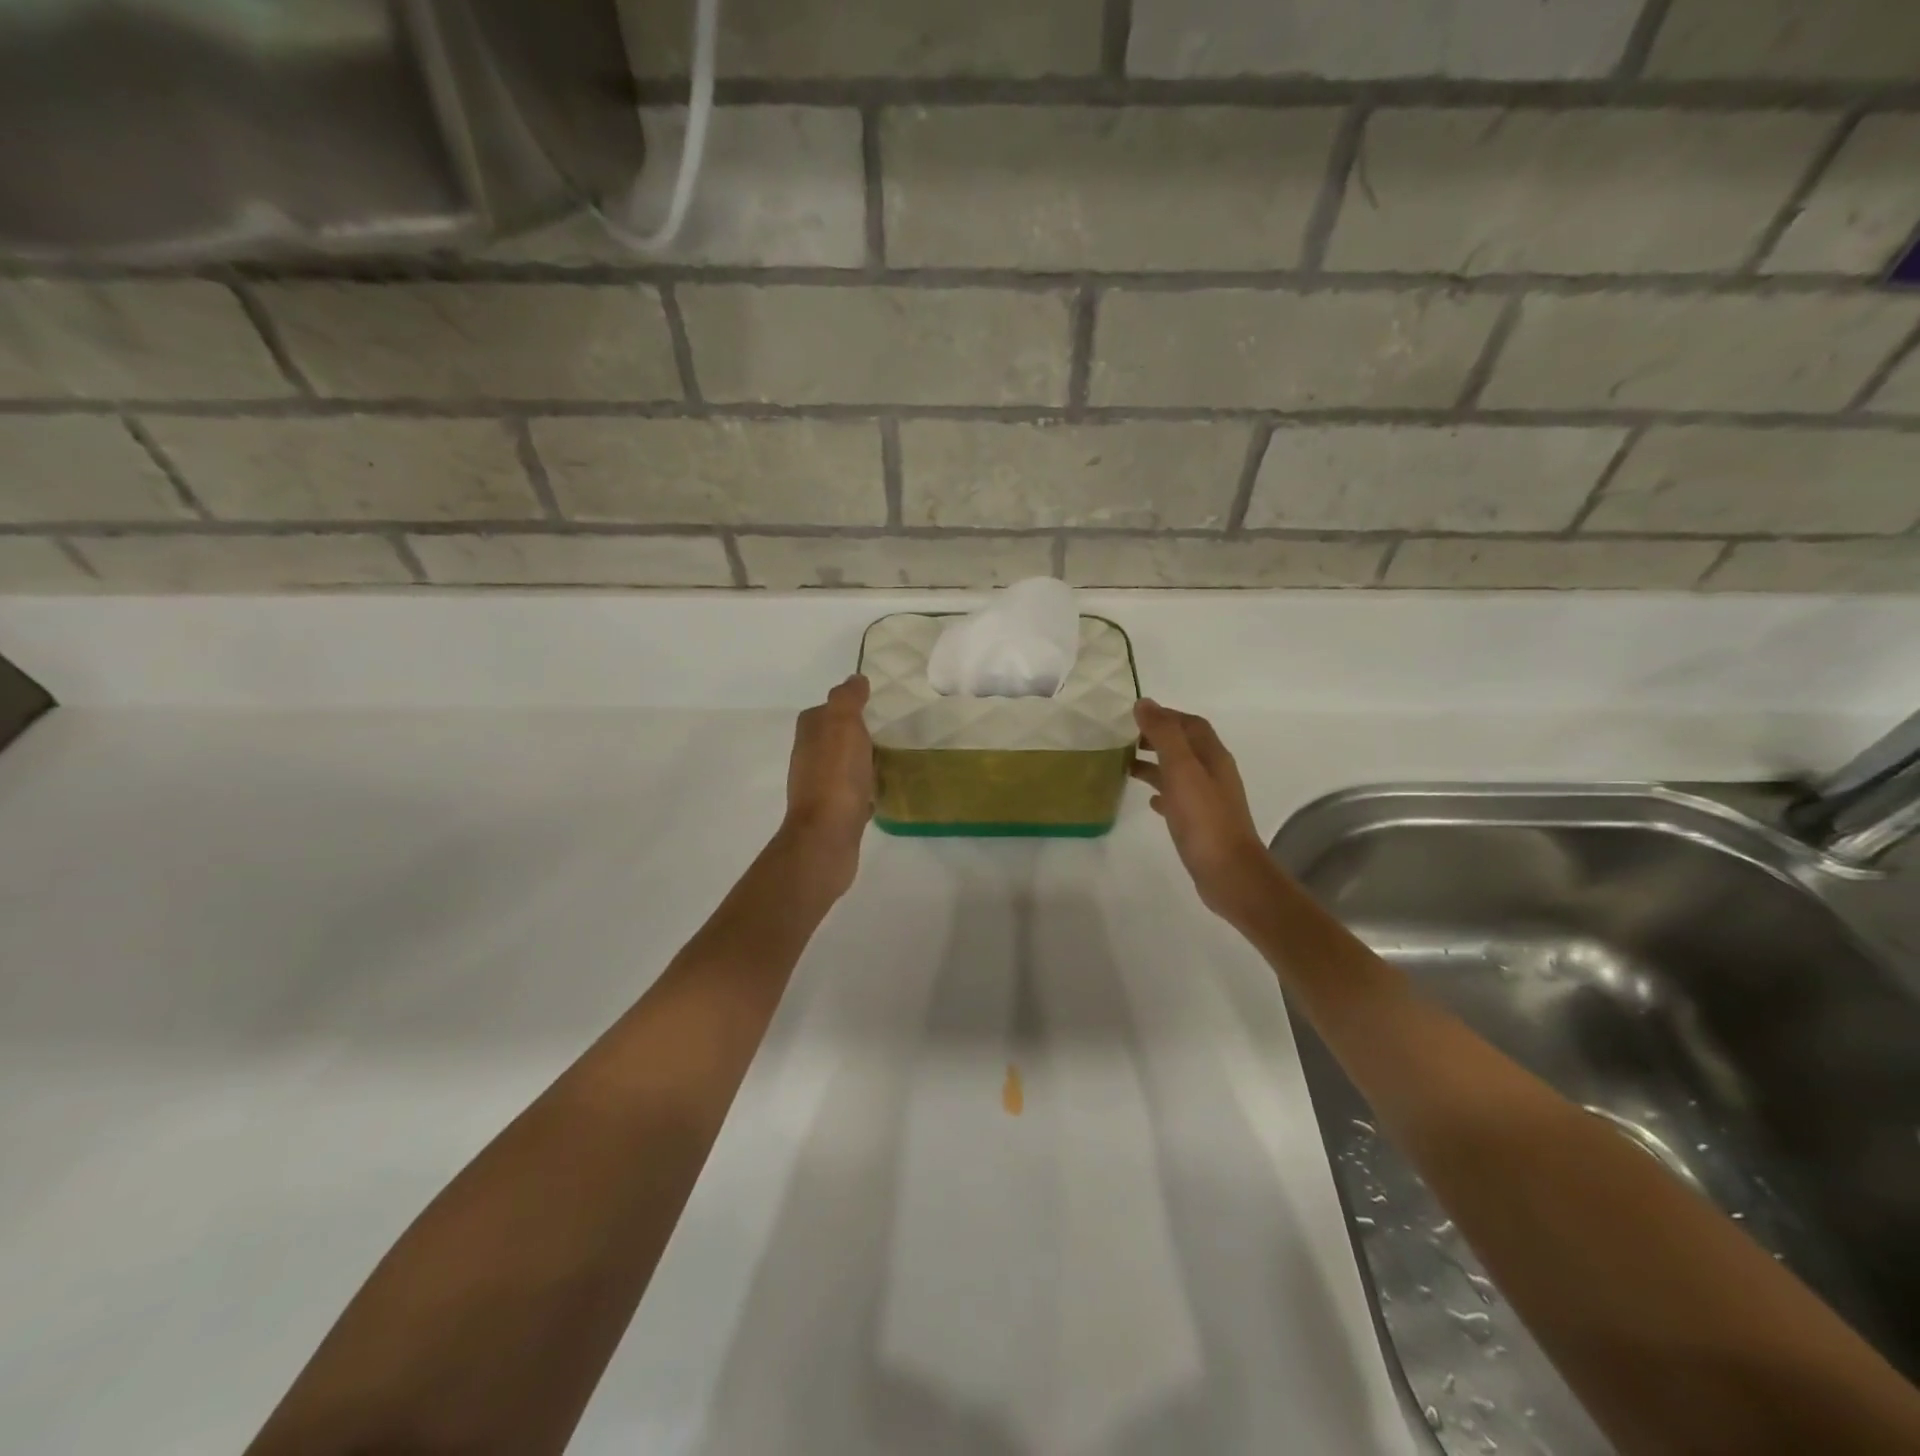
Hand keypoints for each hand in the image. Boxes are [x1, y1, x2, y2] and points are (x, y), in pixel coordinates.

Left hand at [780, 674, 875, 896]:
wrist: (827, 836)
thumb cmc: (836, 776)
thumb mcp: (843, 725)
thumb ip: (847, 699)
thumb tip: (855, 678)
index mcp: (809, 735)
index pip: (823, 711)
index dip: (844, 706)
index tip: (872, 705)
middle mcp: (808, 759)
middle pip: (832, 738)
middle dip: (855, 734)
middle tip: (887, 731)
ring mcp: (819, 788)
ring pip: (842, 765)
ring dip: (860, 761)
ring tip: (889, 758)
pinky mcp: (834, 813)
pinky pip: (851, 793)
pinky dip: (864, 789)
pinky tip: (881, 791)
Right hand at [1131, 700, 1275, 925]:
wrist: (1229, 873)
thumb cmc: (1204, 819)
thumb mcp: (1181, 770)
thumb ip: (1163, 735)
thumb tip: (1145, 703)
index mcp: (1213, 756)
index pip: (1191, 724)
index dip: (1166, 716)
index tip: (1135, 716)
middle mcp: (1214, 773)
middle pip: (1186, 746)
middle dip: (1158, 738)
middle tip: (1126, 739)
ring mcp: (1209, 800)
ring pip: (1180, 772)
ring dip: (1157, 765)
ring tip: (1127, 767)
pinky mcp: (1202, 823)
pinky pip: (1180, 798)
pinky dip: (1163, 792)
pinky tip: (1149, 801)